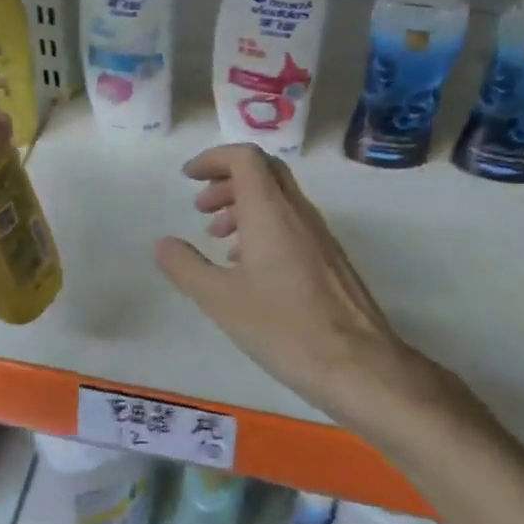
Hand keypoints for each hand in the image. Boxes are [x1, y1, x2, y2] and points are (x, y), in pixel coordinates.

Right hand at [155, 144, 454, 426]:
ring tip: (217, 238)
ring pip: (278, 198)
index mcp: (271, 212)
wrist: (359, 365)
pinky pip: (291, 222)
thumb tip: (163, 243)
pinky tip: (248, 266)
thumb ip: (186, 267)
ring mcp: (319, 235)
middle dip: (226, 180)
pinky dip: (263, 227)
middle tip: (200, 207)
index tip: (188, 178)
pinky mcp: (330, 258)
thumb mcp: (220, 300)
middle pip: (263, 171)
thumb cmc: (284, 328)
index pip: (245, 158)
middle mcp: (298, 213)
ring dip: (243, 205)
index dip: (213, 158)